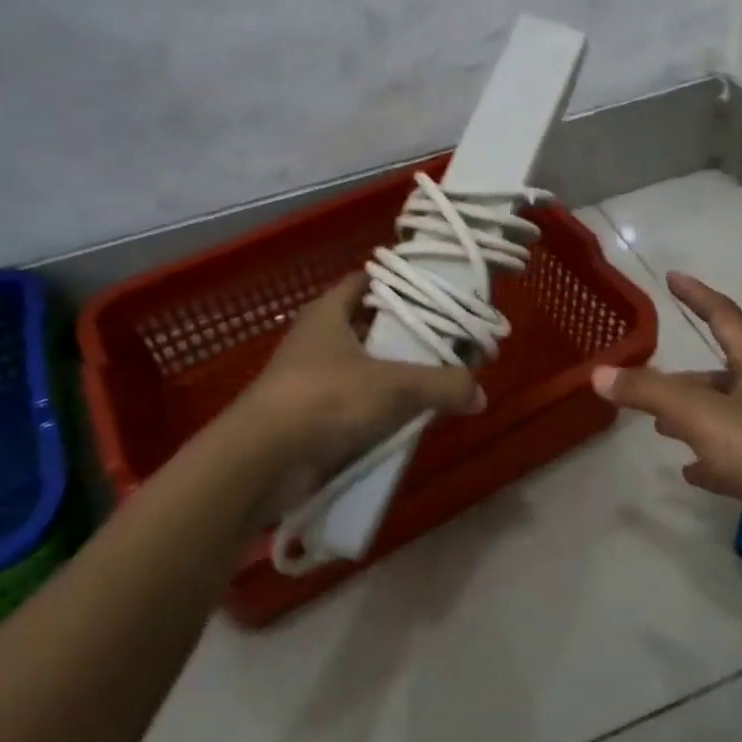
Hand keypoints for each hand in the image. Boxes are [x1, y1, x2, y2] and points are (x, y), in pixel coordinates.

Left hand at [227, 272, 483, 518]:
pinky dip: (375, 410)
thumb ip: (442, 385)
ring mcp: (308, 379)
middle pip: (367, 325)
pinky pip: (351, 405)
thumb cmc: (327, 399)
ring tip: (433, 382)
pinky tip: (404, 421)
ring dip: (391, 375)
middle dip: (403, 334)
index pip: (366, 281)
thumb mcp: (395, 386)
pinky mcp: (307, 416)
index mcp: (328, 313)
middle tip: (444, 342)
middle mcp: (316, 339)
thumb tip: (479, 393)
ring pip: (360, 367)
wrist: (262, 460)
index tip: (434, 293)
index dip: (398, 284)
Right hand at [591, 271, 741, 597]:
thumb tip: (599, 373)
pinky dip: (708, 459)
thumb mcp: (704, 417)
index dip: (697, 295)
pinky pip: (732, 457)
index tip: (673, 277)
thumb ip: (650, 393)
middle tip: (643, 381)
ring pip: (722, 416)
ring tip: (657, 425)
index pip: (724, 316)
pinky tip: (689, 472)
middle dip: (681, 376)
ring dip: (690, 417)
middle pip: (718, 373)